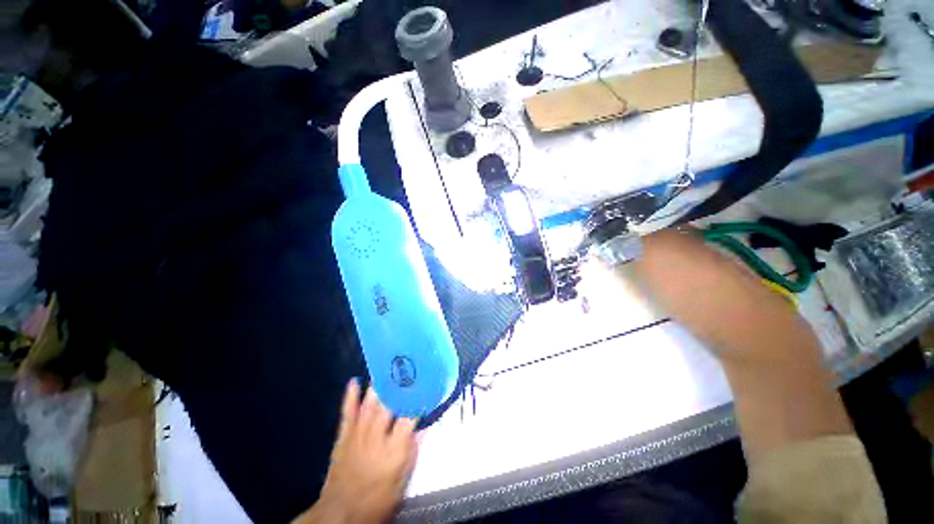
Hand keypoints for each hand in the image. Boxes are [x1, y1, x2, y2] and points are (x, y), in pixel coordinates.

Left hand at [295, 380, 419, 523]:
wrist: (340, 514)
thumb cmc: (377, 501)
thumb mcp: (401, 483)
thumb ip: (412, 452)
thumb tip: (423, 427)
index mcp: (393, 449)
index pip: (409, 417)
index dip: (418, 400)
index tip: (425, 385)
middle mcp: (376, 437)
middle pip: (389, 405)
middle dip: (399, 385)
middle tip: (407, 366)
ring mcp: (358, 434)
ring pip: (369, 404)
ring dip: (378, 385)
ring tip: (387, 366)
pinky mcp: (344, 437)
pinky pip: (347, 413)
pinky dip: (350, 397)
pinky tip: (354, 381)